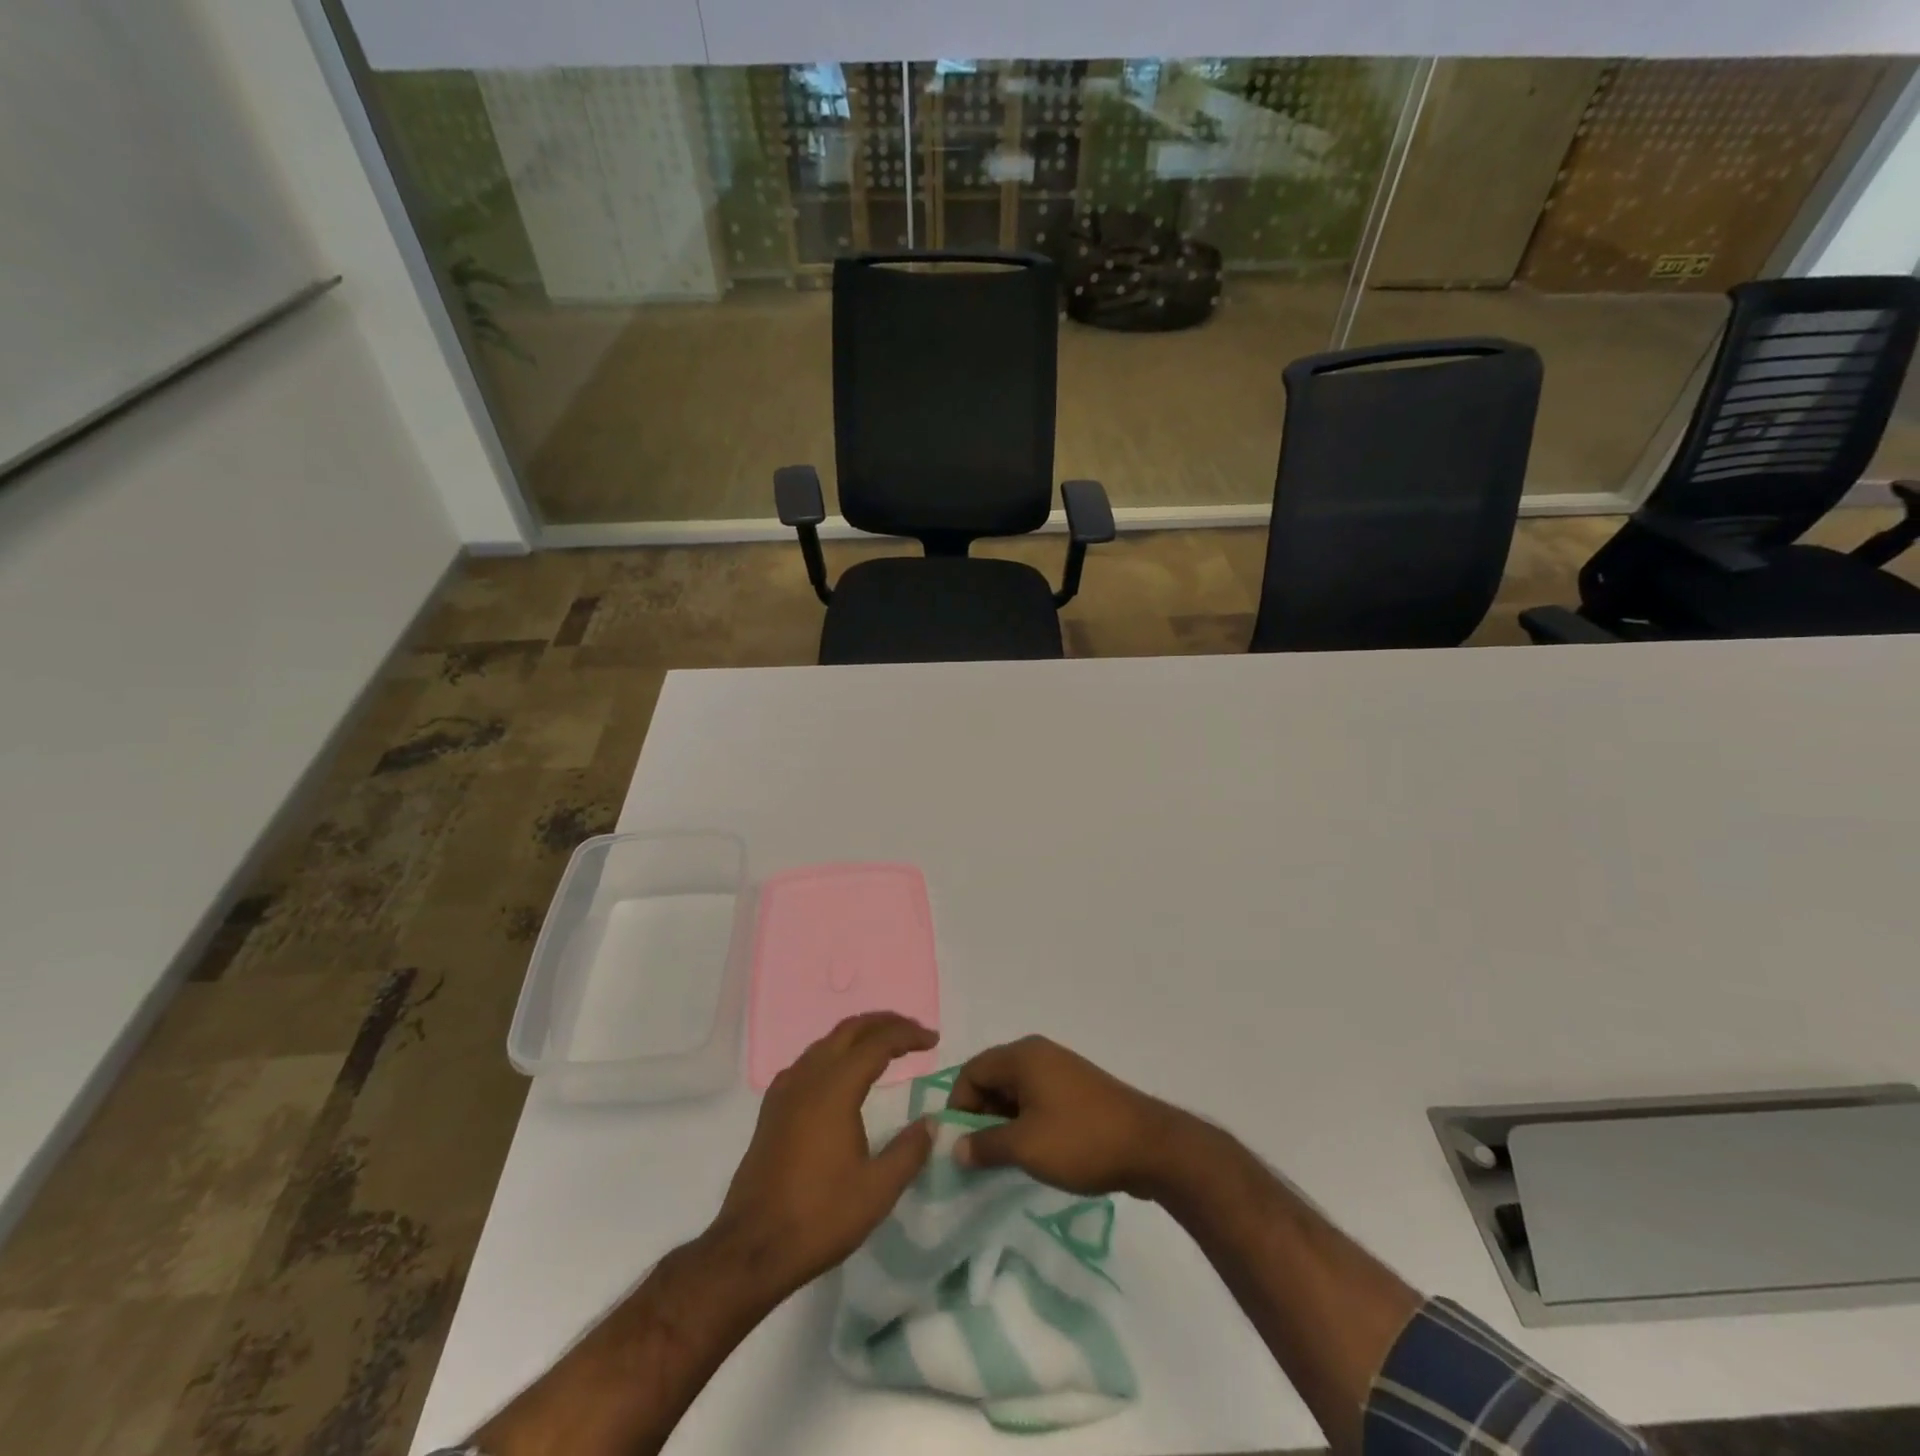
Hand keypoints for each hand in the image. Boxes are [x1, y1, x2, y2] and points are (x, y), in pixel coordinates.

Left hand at [709, 1013, 935, 1302]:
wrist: (751, 1249)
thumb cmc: (819, 1218)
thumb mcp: (877, 1191)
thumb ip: (909, 1151)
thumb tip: (931, 1123)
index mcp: (834, 1089)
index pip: (877, 1043)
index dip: (908, 1035)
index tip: (933, 1040)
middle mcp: (807, 1078)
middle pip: (849, 1030)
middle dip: (884, 1023)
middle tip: (913, 1033)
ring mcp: (785, 1092)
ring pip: (826, 1043)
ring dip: (858, 1037)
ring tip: (884, 1048)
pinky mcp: (772, 1109)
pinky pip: (808, 1062)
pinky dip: (834, 1054)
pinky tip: (842, 1075)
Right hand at [948, 1035, 1186, 1197]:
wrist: (1149, 1146)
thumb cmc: (1080, 1140)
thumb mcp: (1025, 1147)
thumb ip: (984, 1145)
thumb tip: (956, 1148)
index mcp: (1022, 1056)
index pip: (972, 1071)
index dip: (958, 1105)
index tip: (958, 1144)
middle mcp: (1039, 1054)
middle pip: (993, 1078)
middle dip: (980, 1115)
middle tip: (978, 1155)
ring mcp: (1061, 1070)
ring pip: (1015, 1091)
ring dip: (1003, 1122)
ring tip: (1003, 1159)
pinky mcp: (1077, 1090)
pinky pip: (1037, 1099)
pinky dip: (1026, 1122)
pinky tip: (1032, 1153)